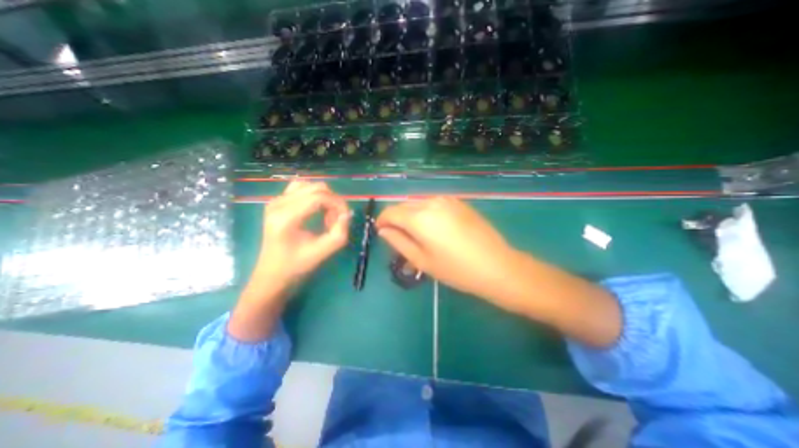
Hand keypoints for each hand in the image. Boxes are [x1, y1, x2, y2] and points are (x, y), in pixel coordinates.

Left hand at [225, 180, 348, 341]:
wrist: (272, 273)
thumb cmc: (297, 265)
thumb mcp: (324, 252)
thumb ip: (340, 232)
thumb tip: (346, 213)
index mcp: (286, 218)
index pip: (319, 197)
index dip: (338, 204)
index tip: (345, 218)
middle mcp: (278, 204)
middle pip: (316, 188)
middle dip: (333, 201)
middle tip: (335, 220)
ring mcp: (275, 201)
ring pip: (309, 186)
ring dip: (324, 197)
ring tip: (326, 215)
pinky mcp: (276, 202)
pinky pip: (301, 188)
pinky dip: (314, 196)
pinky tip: (316, 209)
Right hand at [377, 196, 518, 303]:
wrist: (496, 265)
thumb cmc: (456, 269)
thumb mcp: (422, 260)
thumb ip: (399, 242)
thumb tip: (384, 230)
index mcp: (419, 217)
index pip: (391, 212)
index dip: (382, 221)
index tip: (382, 232)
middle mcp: (431, 202)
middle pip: (404, 206)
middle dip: (396, 219)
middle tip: (400, 238)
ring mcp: (447, 200)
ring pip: (418, 203)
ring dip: (412, 215)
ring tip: (418, 235)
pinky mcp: (458, 202)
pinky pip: (433, 204)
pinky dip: (426, 213)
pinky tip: (435, 228)